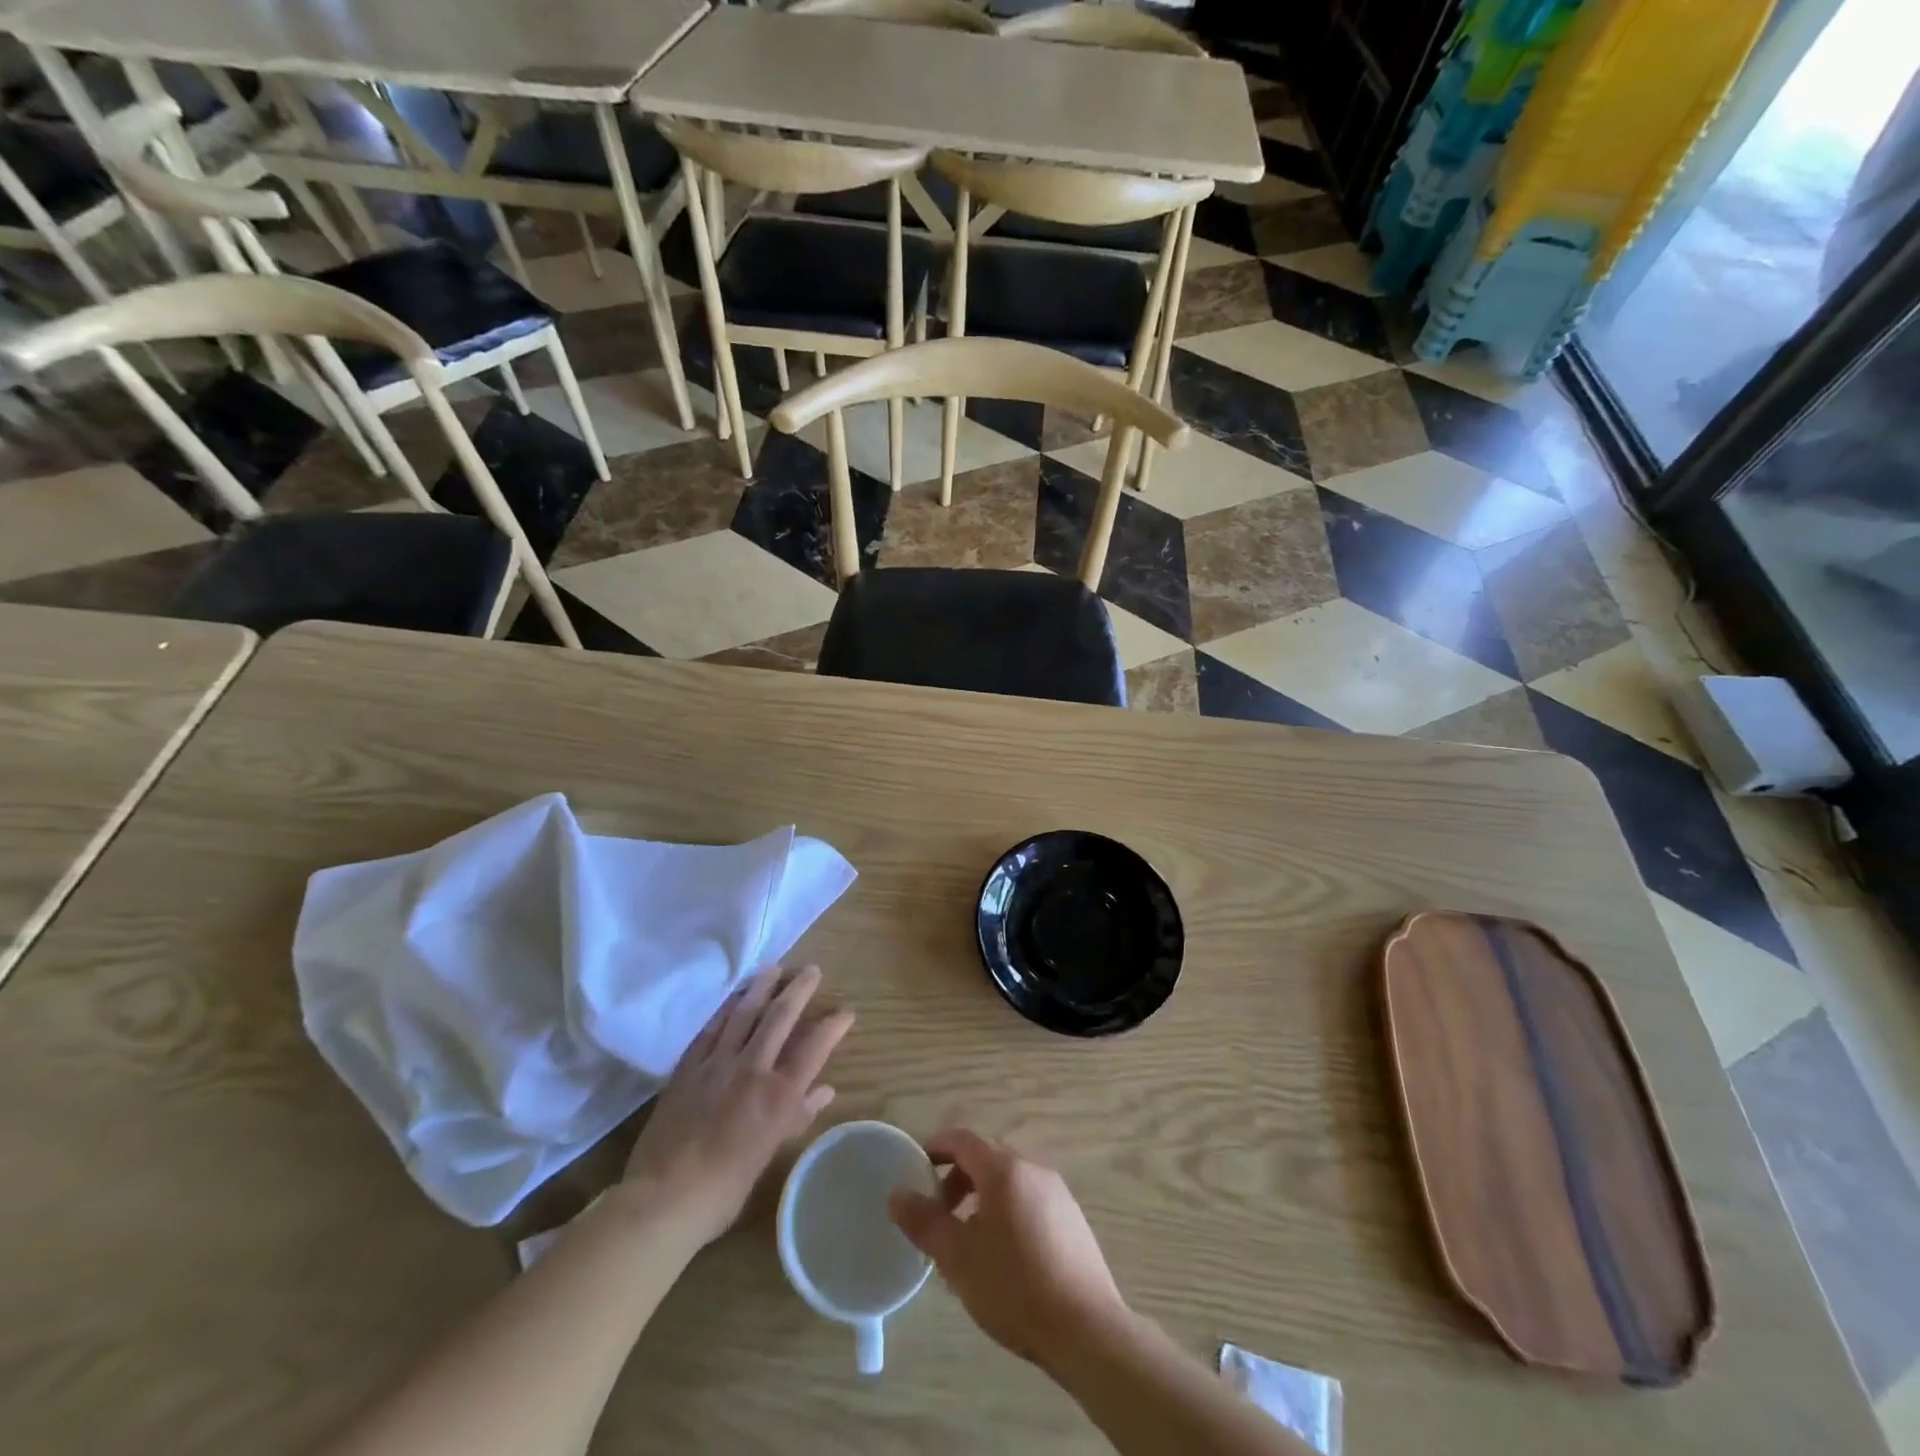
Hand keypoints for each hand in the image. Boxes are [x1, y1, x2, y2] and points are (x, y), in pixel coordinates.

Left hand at [621, 965, 853, 1246]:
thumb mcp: (769, 1154)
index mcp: (779, 1095)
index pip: (815, 1047)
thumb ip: (797, 1116)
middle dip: (800, 990)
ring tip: (775, 968)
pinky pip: (711, 1028)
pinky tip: (735, 997)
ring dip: (762, 987)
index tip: (846, 1010)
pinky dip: (726, 1009)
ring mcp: (718, 1063)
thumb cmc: (725, 1187)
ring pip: (745, 1013)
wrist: (664, 1198)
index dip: (833, 1025)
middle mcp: (753, 1068)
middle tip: (812, 970)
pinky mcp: (689, 1066)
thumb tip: (824, 1090)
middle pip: (781, 1017)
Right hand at [888, 1130, 1128, 1371]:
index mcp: (1005, 1170)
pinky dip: (1006, 1212)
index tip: (917, 1166)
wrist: (1087, 1329)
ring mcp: (1058, 1193)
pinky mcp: (1072, 1219)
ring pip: (1009, 1182)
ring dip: (982, 1199)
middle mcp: (1033, 1170)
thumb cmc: (1015, 1287)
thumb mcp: (958, 1258)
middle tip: (938, 1214)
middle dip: (957, 1178)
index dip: (937, 1146)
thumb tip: (897, 1195)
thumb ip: (925, 1222)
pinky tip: (1003, 1257)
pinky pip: (1029, 1201)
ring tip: (967, 1242)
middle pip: (987, 1158)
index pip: (964, 1139)